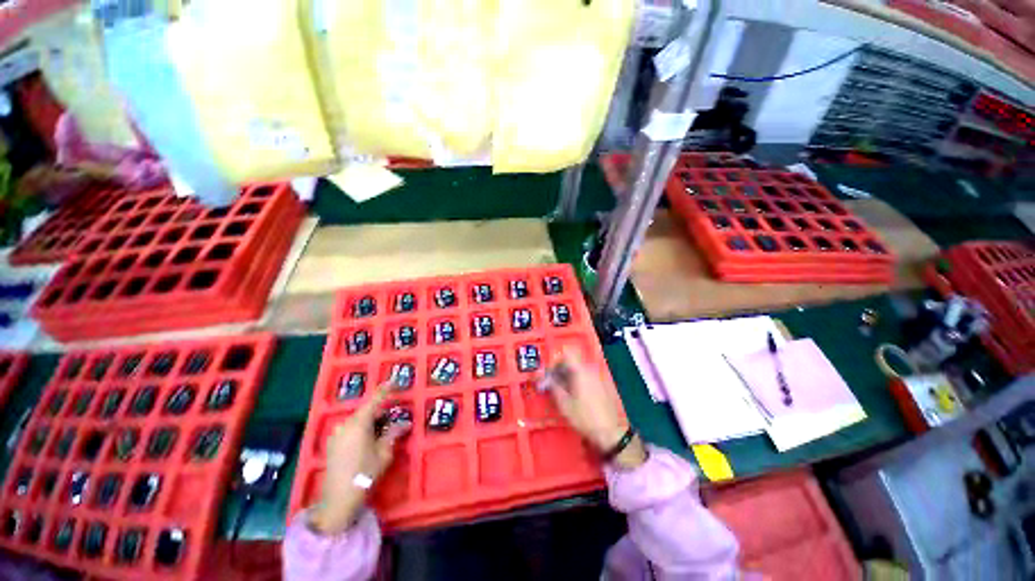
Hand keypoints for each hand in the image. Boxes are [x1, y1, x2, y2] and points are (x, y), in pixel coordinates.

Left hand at [310, 383, 411, 534]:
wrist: (337, 500)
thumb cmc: (364, 473)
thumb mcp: (384, 453)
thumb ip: (393, 433)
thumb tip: (405, 423)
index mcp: (359, 423)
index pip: (375, 399)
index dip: (386, 389)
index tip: (395, 381)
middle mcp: (345, 424)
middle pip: (366, 410)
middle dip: (380, 410)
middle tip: (392, 415)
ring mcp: (336, 434)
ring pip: (357, 420)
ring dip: (370, 421)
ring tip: (382, 429)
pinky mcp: (332, 444)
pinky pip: (350, 428)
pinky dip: (361, 428)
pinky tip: (368, 439)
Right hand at [541, 350, 645, 469]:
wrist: (610, 432)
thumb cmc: (584, 417)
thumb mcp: (564, 404)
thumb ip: (554, 388)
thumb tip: (547, 379)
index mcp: (581, 372)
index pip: (567, 354)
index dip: (556, 361)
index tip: (550, 373)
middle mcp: (590, 370)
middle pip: (573, 362)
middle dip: (561, 370)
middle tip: (553, 383)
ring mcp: (598, 377)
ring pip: (579, 369)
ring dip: (569, 376)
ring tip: (562, 390)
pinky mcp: (602, 385)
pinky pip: (586, 376)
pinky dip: (578, 380)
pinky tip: (575, 395)